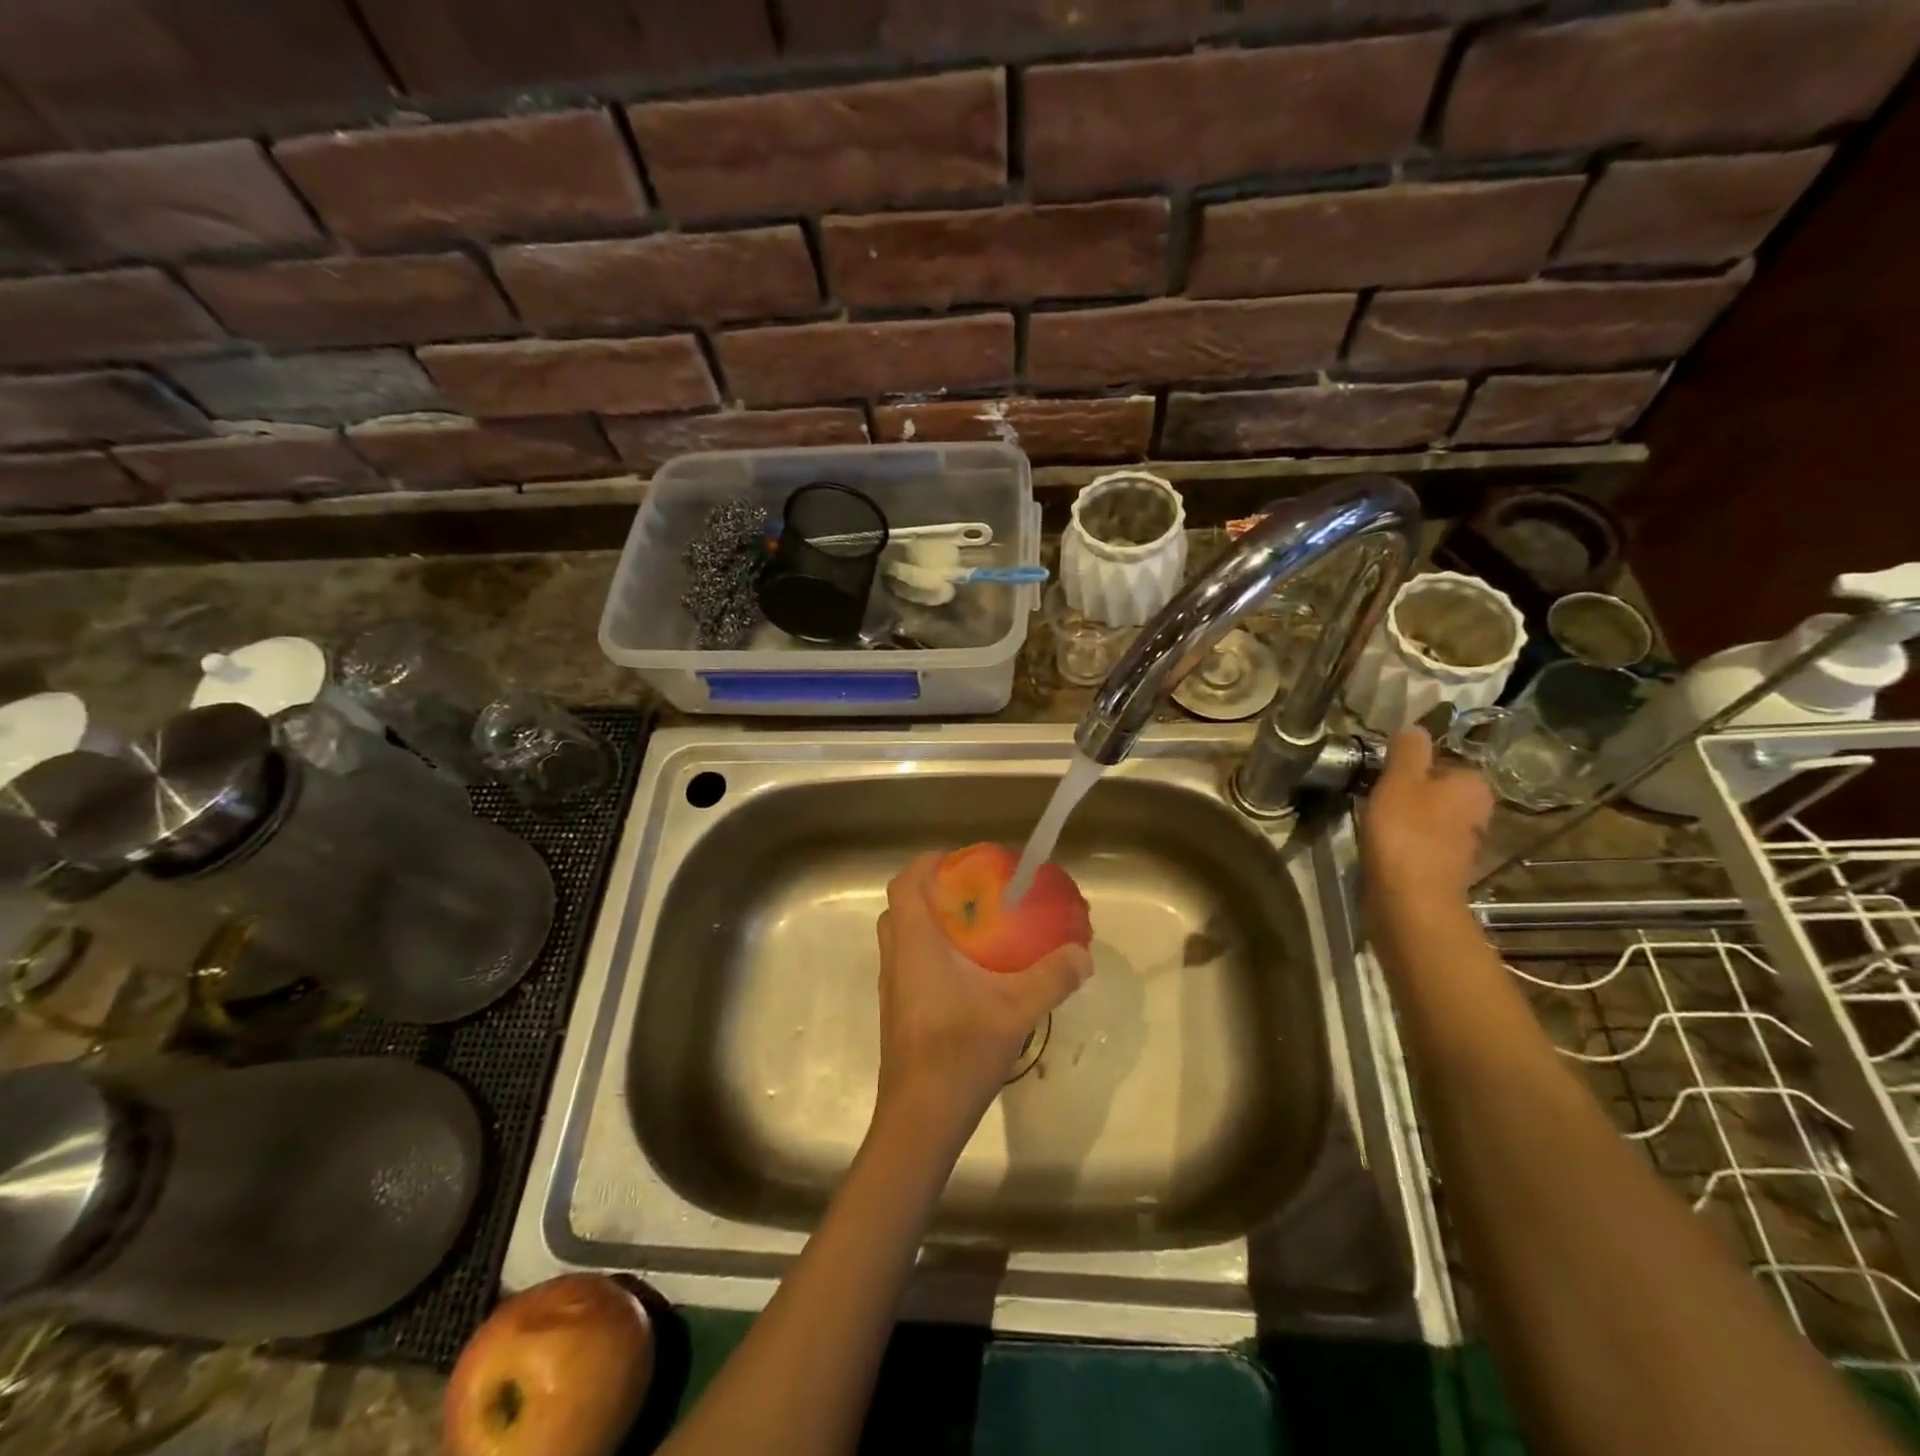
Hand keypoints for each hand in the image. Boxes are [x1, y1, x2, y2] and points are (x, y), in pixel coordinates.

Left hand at [874, 852, 1093, 1139]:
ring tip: (976, 930)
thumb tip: (1082, 953)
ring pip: (904, 938)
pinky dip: (932, 953)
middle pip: (902, 907)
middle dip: (933, 892)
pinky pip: (909, 964)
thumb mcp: (1016, 1010)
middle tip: (973, 895)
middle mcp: (896, 959)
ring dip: (931, 924)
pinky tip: (970, 976)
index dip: (927, 863)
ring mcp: (894, 988)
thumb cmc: (959, 1053)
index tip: (960, 860)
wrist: (921, 1119)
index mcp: (915, 944)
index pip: (904, 884)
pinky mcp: (899, 1012)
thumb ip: (1052, 977)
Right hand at [1360, 728, 1493, 917]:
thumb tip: (1416, 728)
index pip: (1444, 760)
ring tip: (1372, 817)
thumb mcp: (1400, 779)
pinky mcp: (1442, 868)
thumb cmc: (1406, 832)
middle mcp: (1477, 812)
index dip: (1412, 763)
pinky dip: (1402, 840)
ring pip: (1428, 815)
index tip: (1383, 771)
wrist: (1409, 900)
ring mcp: (1462, 843)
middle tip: (1374, 791)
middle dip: (1408, 789)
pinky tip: (1380, 843)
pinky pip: (1420, 841)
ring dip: (1403, 815)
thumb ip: (1409, 750)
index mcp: (1474, 785)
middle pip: (1436, 789)